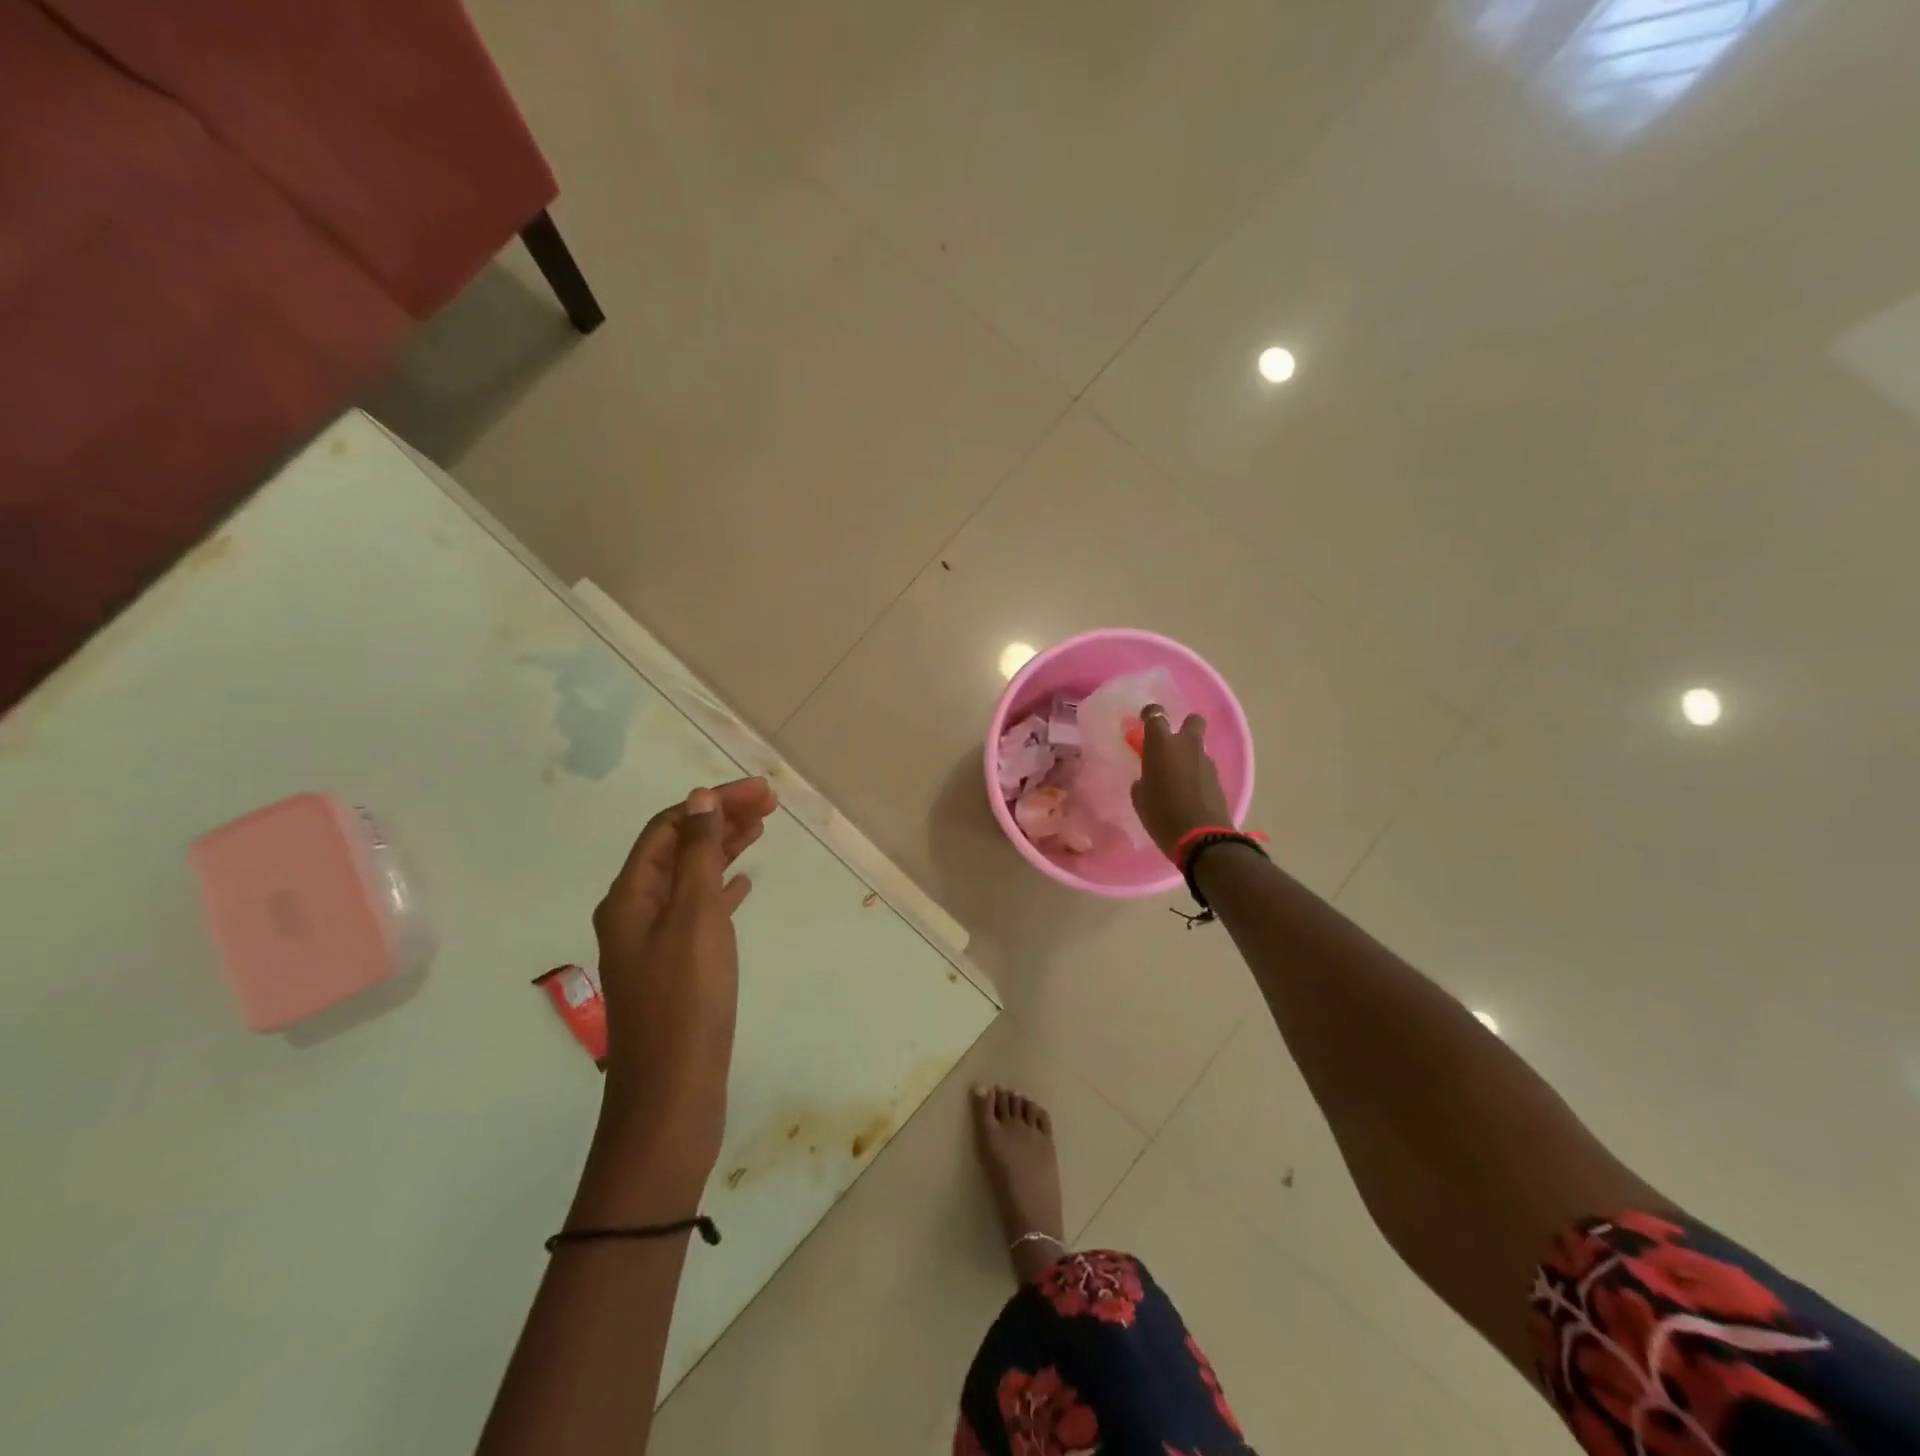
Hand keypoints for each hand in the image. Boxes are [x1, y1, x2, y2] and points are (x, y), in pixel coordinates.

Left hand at [591, 779, 776, 1169]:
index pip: (670, 827)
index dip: (713, 802)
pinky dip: (721, 889)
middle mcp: (634, 913)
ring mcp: (653, 943)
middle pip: (677, 848)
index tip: (761, 792)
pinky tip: (744, 885)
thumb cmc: (686, 1000)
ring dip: (722, 850)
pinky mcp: (674, 967)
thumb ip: (697, 856)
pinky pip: (698, 911)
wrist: (672, 1094)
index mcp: (630, 896)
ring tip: (761, 830)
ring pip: (689, 878)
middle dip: (720, 820)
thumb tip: (699, 799)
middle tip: (769, 803)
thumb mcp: (695, 918)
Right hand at [1132, 704, 1231, 861]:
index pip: (1156, 714)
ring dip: (1189, 756)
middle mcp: (1186, 745)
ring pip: (1199, 747)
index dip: (1150, 713)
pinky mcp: (1218, 779)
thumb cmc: (1161, 814)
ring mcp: (1206, 761)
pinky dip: (1197, 774)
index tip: (1144, 720)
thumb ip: (1143, 780)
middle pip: (1192, 720)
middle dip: (1184, 726)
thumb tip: (1148, 779)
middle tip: (1172, 744)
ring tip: (1178, 778)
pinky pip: (1204, 768)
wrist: (1201, 838)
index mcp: (1161, 744)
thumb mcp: (1140, 798)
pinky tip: (1189, 793)